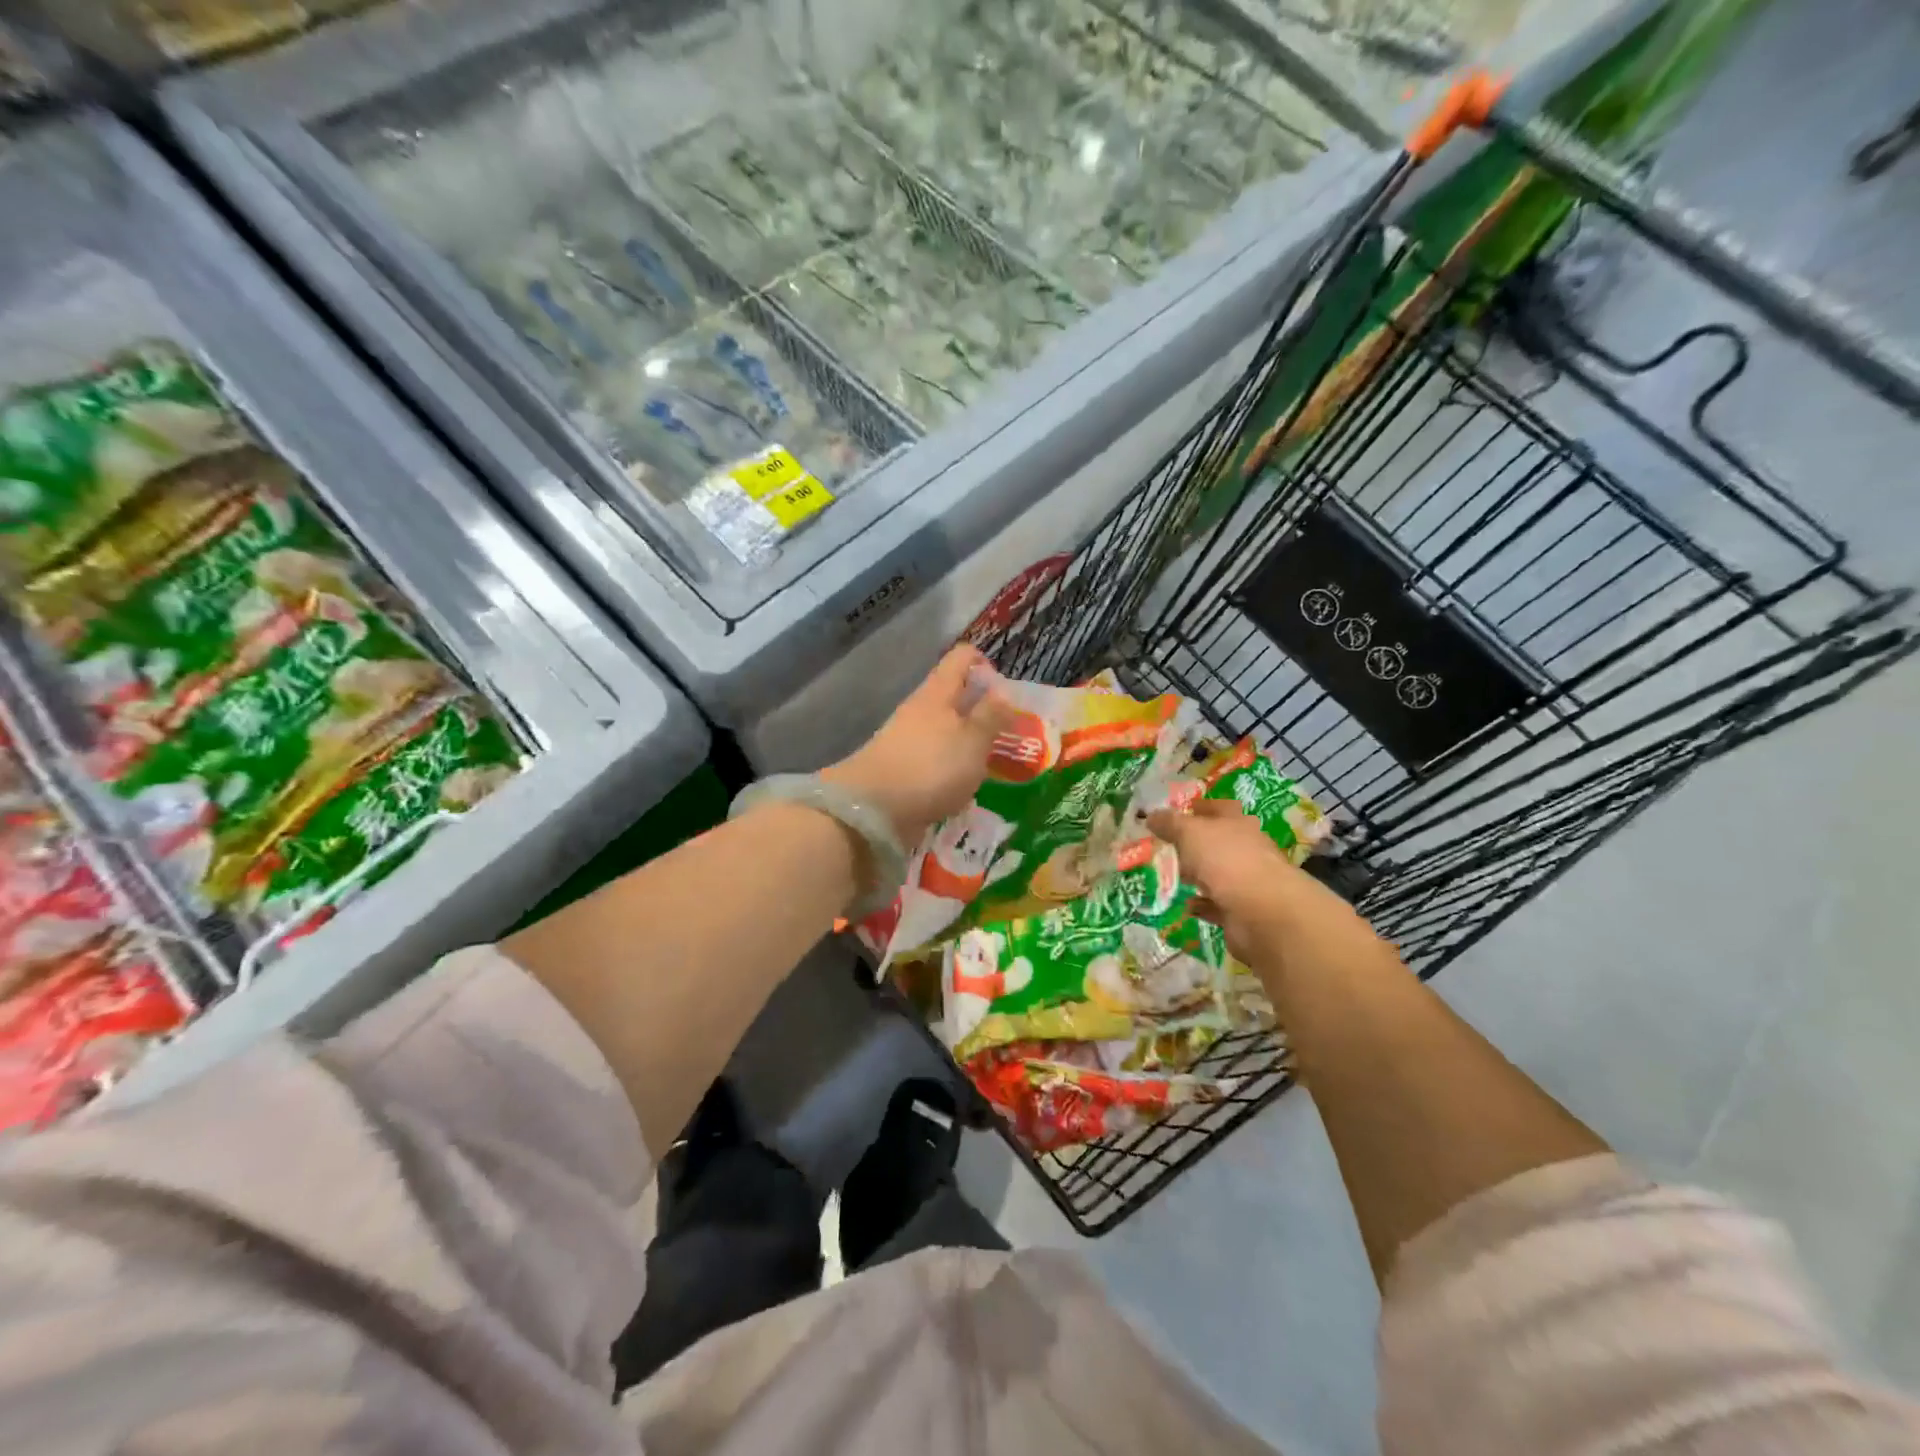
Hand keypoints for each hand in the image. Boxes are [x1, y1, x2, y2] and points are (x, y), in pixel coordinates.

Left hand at [824, 644, 1017, 847]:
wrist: (873, 809)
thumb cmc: (931, 767)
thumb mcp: (973, 740)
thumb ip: (991, 716)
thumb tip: (1003, 691)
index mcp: (937, 692)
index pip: (961, 658)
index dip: (985, 664)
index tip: (1006, 691)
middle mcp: (920, 710)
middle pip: (954, 696)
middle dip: (981, 710)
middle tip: (1010, 733)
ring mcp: (907, 740)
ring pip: (944, 730)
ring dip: (967, 742)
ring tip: (993, 765)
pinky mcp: (902, 769)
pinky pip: (934, 759)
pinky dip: (951, 768)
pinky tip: (966, 787)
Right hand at [1148, 799, 1354, 963]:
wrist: (1261, 913)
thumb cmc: (1226, 860)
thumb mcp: (1190, 833)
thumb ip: (1170, 823)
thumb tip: (1151, 815)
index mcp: (1238, 823)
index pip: (1218, 808)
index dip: (1197, 807)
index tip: (1174, 812)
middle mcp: (1246, 849)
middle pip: (1218, 841)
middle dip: (1194, 843)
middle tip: (1165, 845)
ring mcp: (1247, 881)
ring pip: (1217, 873)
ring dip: (1198, 875)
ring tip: (1170, 875)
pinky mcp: (1242, 911)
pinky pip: (1216, 904)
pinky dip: (1202, 904)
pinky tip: (1185, 904)